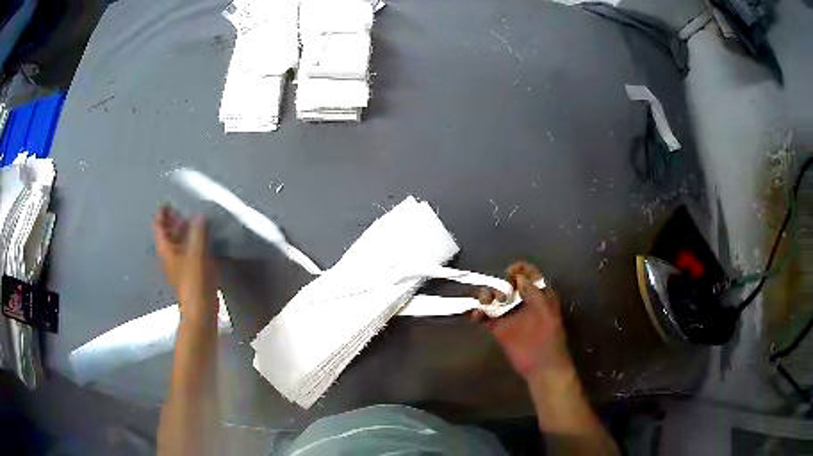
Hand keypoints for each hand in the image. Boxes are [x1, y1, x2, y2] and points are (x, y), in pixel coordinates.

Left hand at [153, 206, 217, 325]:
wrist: (201, 310)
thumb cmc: (194, 282)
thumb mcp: (196, 253)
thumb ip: (198, 233)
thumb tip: (200, 216)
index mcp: (167, 251)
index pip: (159, 228)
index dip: (162, 215)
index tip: (167, 203)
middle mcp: (170, 257)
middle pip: (168, 235)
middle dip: (173, 222)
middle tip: (182, 209)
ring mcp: (180, 266)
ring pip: (179, 244)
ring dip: (184, 232)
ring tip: (194, 221)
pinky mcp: (191, 273)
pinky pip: (189, 252)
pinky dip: (192, 243)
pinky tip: (203, 240)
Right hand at [473, 262, 573, 380]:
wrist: (542, 366)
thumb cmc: (549, 339)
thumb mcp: (545, 313)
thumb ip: (533, 294)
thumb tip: (518, 277)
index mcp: (539, 294)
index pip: (528, 274)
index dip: (518, 269)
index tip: (509, 273)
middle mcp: (522, 301)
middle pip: (507, 283)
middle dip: (499, 283)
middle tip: (500, 296)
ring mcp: (509, 314)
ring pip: (493, 298)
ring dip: (485, 296)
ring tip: (484, 303)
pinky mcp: (498, 327)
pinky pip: (485, 315)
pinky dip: (477, 312)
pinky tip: (474, 315)